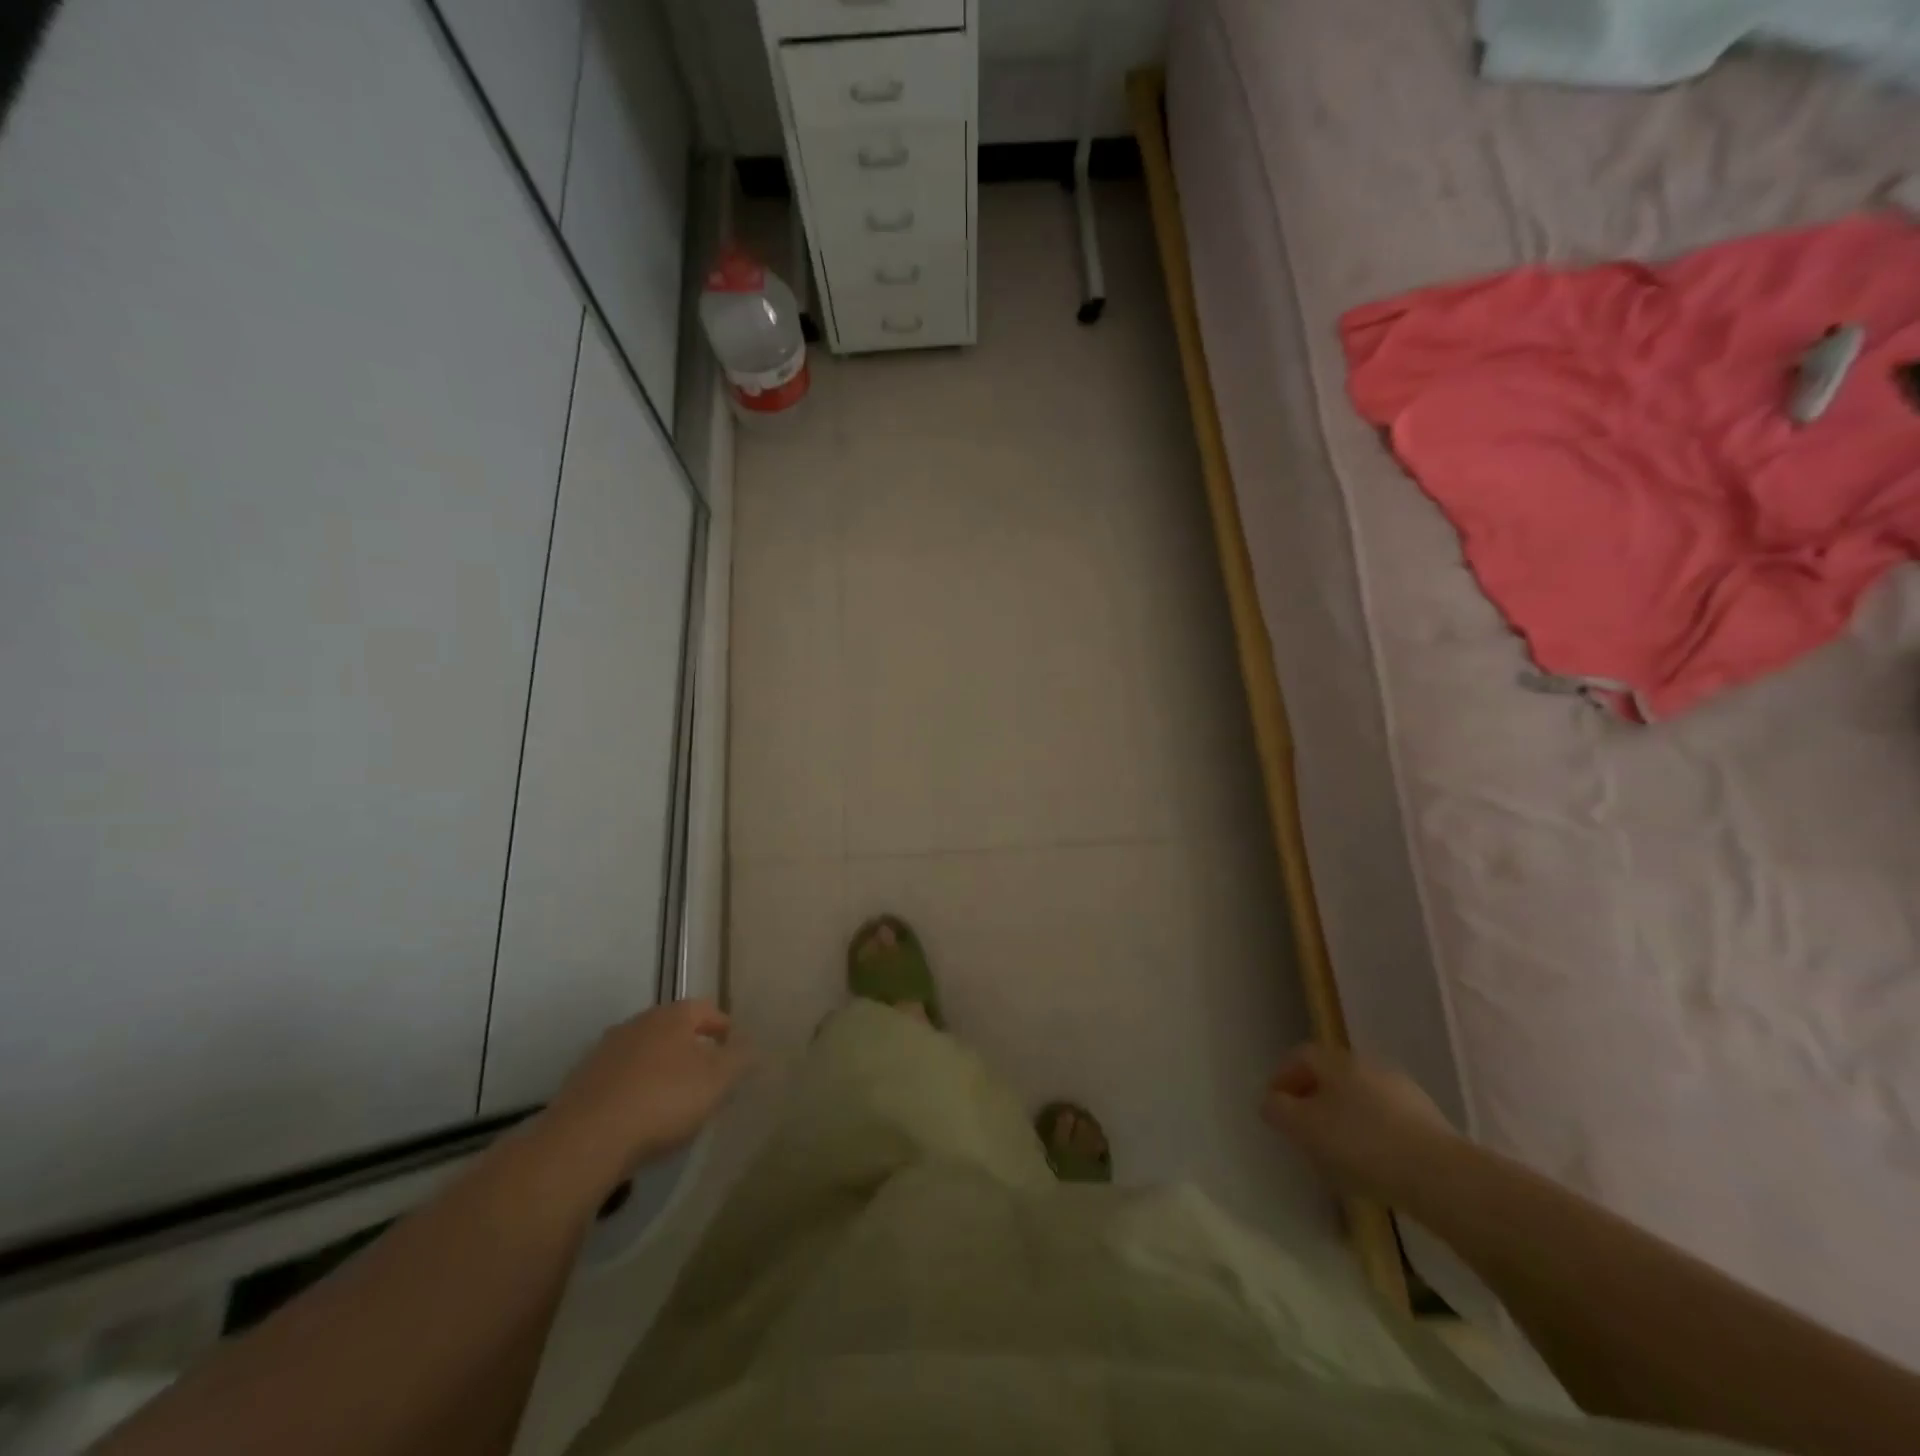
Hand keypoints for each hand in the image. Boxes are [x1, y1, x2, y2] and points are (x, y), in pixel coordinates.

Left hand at [544, 1000, 750, 1177]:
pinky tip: (638, 1115)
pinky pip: (619, 1078)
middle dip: (690, 1047)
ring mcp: (605, 1050)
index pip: (705, 1009)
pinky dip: (633, 1089)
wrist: (585, 1139)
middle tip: (706, 1074)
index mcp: (673, 1016)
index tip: (733, 1049)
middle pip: (672, 1028)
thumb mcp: (717, 1080)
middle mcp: (638, 1023)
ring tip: (672, 1098)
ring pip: (643, 1052)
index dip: (723, 1027)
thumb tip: (749, 1045)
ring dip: (659, 1068)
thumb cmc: (663, 1100)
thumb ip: (739, 1059)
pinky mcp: (581, 1081)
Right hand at [1261, 1043, 1459, 1206]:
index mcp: (1337, 1061)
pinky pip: (1386, 1120)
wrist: (1440, 1177)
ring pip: (1359, 1098)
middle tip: (1302, 1128)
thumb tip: (1271, 1102)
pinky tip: (1372, 1164)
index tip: (1273, 1105)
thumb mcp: (1303, 1128)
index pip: (1300, 1056)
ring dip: (1343, 1117)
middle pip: (1331, 1076)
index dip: (1282, 1077)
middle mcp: (1369, 1066)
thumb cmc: (1360, 1144)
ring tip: (1336, 1153)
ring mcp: (1402, 1092)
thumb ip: (1278, 1110)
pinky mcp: (1428, 1121)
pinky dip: (1371, 1134)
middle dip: (1313, 1098)